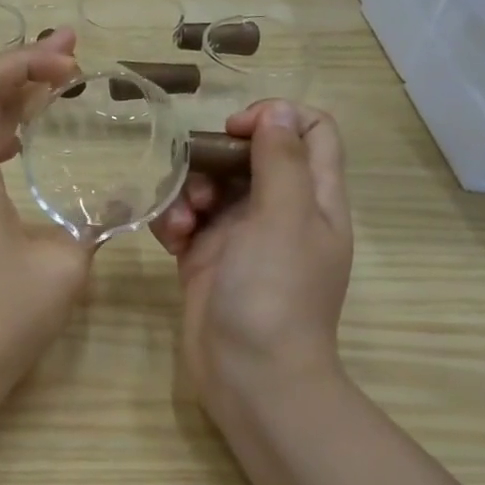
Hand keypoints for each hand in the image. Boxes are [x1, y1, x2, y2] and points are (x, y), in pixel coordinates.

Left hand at [0, 32, 96, 393]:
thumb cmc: (3, 315)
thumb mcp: (64, 265)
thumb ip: (90, 225)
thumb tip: (110, 207)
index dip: (21, 61)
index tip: (68, 64)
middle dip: (23, 74)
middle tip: (71, 55)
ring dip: (12, 108)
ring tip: (55, 90)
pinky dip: (0, 143)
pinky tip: (25, 146)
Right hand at [150, 100, 352, 421]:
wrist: (249, 375)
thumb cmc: (274, 293)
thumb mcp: (285, 218)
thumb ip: (282, 159)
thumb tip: (279, 109)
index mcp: (315, 197)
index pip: (310, 130)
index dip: (275, 118)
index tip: (236, 131)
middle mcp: (281, 211)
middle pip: (250, 156)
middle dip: (216, 161)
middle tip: (200, 185)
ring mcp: (242, 237)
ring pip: (212, 187)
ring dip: (189, 193)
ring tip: (181, 223)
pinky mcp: (207, 258)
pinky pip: (188, 221)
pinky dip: (175, 222)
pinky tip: (169, 239)